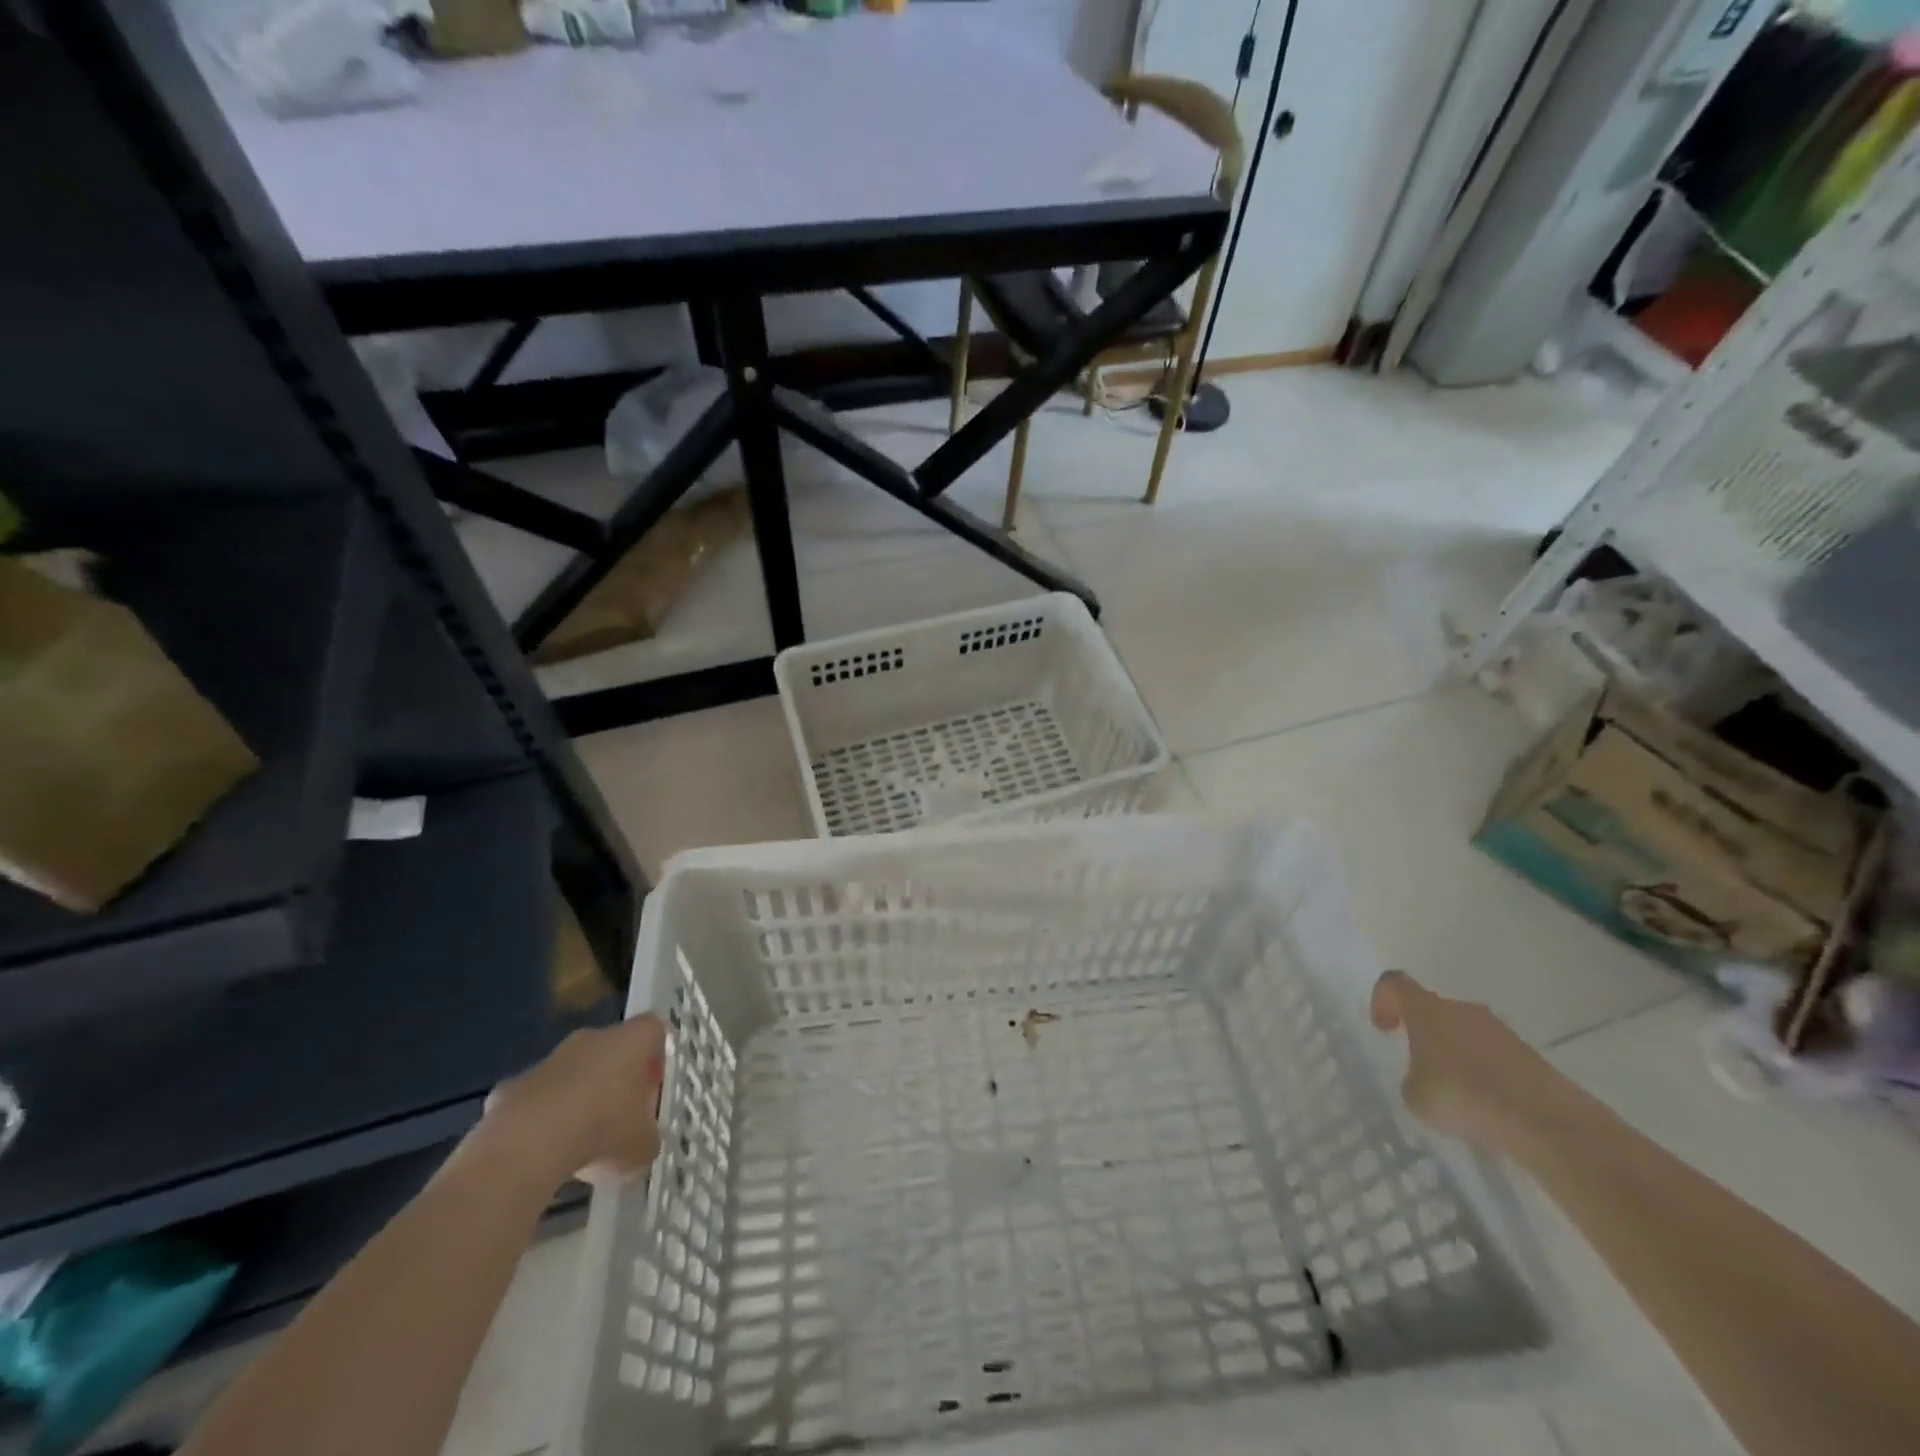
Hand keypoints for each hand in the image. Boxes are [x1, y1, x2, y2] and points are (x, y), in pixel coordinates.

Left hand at [481, 1015, 667, 1188]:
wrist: (525, 1146)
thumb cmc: (602, 1130)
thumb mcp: (643, 1145)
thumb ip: (648, 1136)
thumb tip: (642, 1140)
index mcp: (631, 1041)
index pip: (654, 1029)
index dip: (656, 1056)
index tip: (652, 1089)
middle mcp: (592, 1039)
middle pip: (611, 1049)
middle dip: (616, 1079)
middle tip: (620, 1117)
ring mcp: (549, 1060)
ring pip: (573, 1072)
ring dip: (579, 1097)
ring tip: (580, 1143)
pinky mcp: (512, 1085)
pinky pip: (538, 1097)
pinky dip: (542, 1118)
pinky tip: (543, 1151)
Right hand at [1369, 971, 1567, 1153]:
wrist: (1546, 1121)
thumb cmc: (1465, 1096)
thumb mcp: (1415, 1096)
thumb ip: (1411, 1079)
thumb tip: (1423, 1078)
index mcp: (1428, 1010)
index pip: (1395, 982)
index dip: (1382, 999)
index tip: (1385, 1030)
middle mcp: (1462, 1010)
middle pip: (1433, 1009)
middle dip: (1422, 1034)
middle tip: (1419, 1068)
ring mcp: (1500, 1030)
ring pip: (1464, 1032)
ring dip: (1454, 1054)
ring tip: (1455, 1093)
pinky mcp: (1528, 1055)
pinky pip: (1492, 1055)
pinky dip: (1483, 1072)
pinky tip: (1485, 1105)